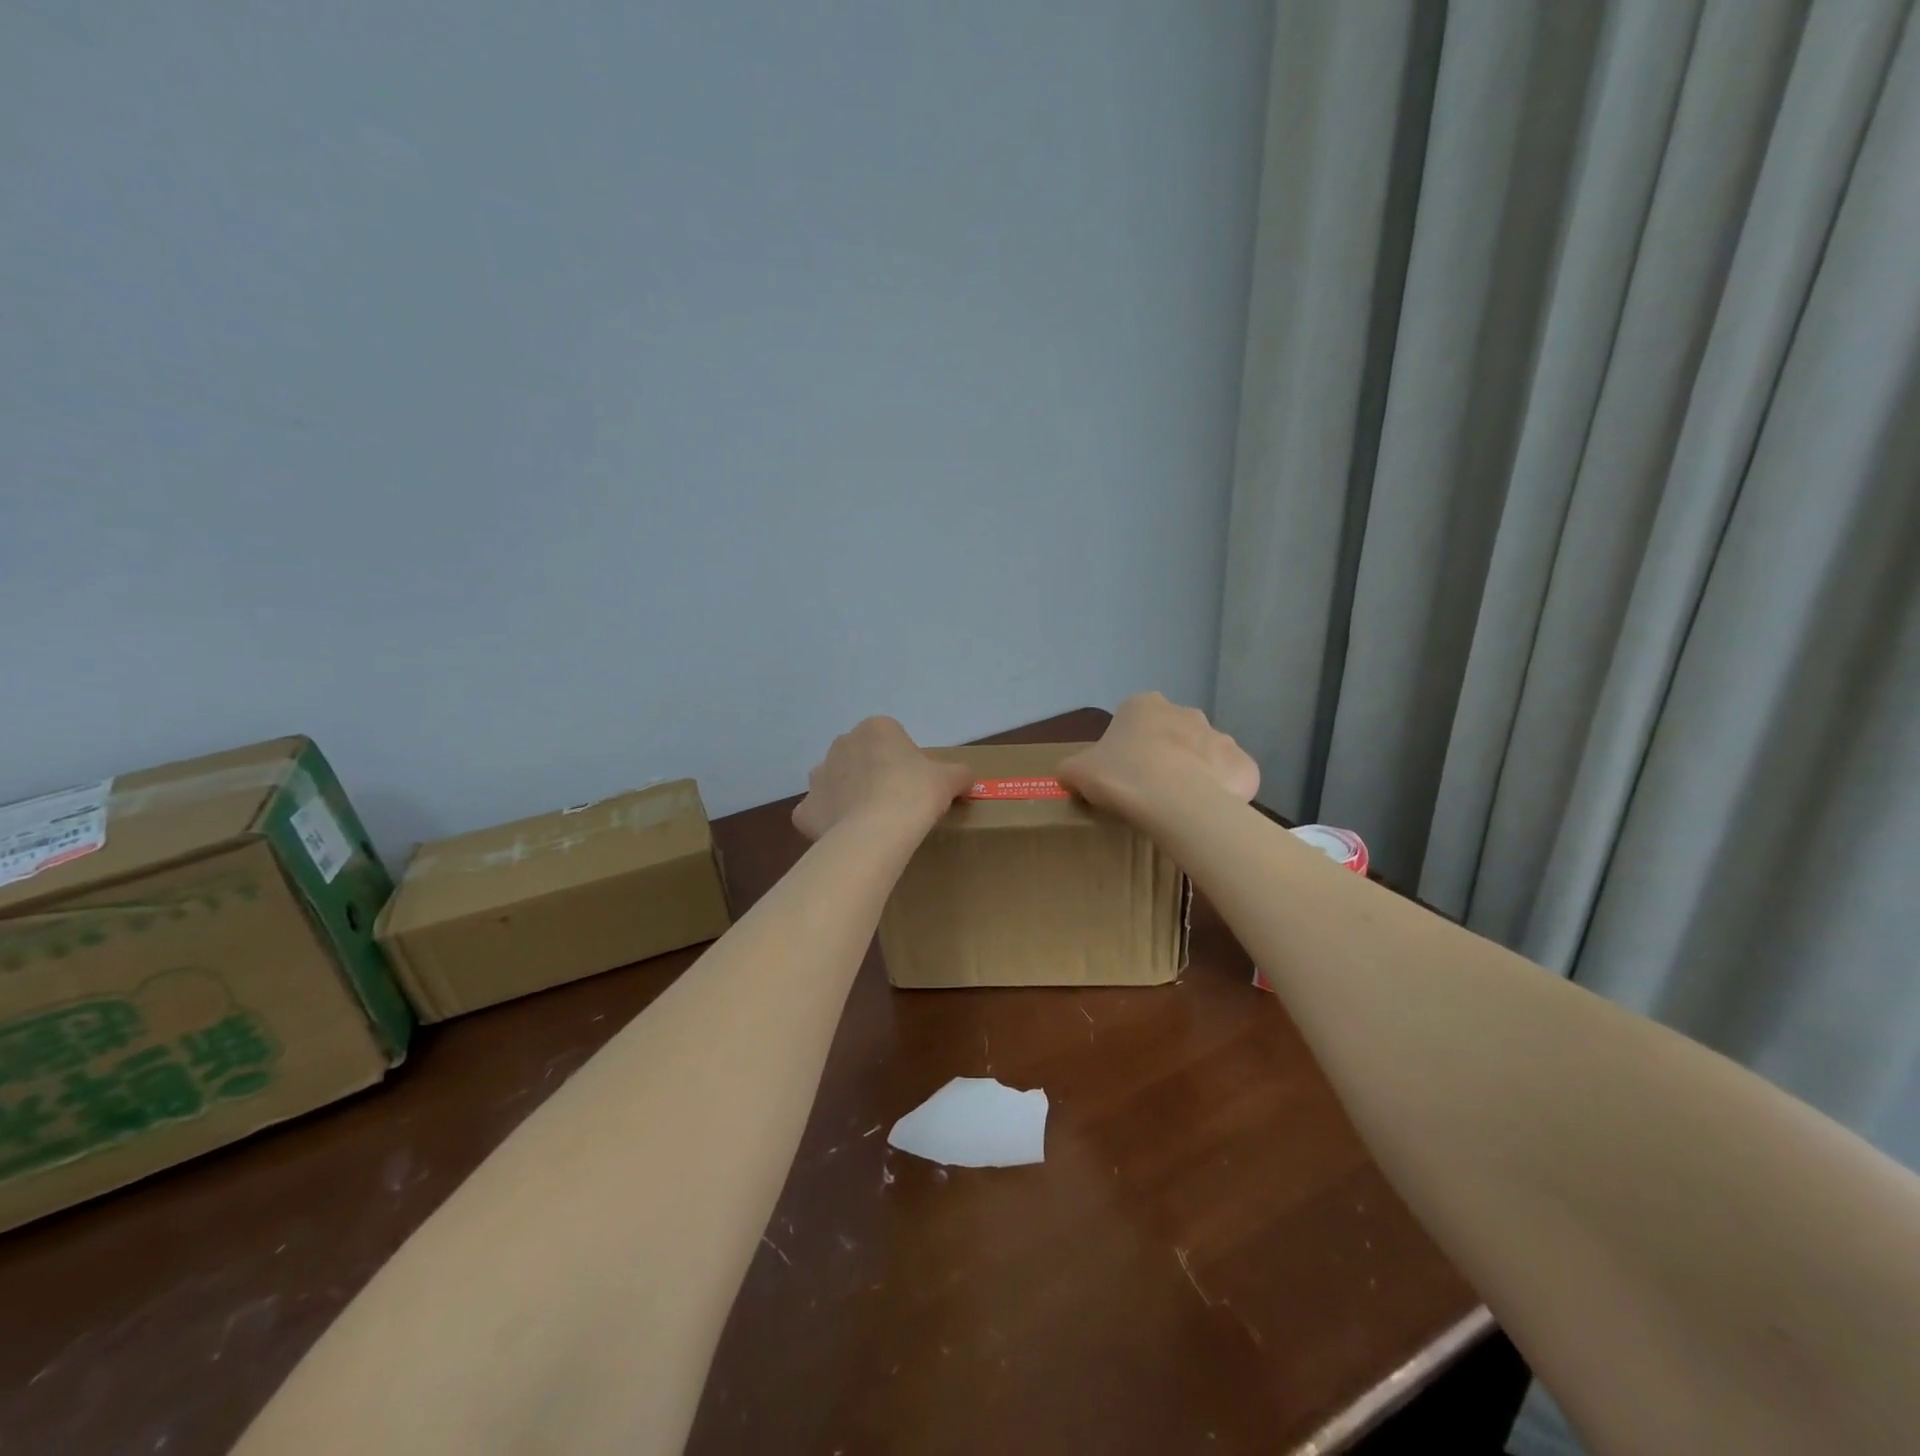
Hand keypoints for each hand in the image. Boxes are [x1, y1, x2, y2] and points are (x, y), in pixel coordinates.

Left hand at [792, 717, 972, 841]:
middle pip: (860, 758)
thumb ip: (959, 773)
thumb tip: (967, 777)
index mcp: (876, 728)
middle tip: (895, 802)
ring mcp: (818, 776)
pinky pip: (817, 813)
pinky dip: (827, 823)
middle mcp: (841, 744)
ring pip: (835, 783)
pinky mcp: (805, 809)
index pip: (891, 739)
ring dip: (848, 796)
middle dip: (872, 775)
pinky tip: (845, 837)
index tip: (915, 784)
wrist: (878, 830)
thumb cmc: (915, 793)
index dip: (904, 761)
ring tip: (870, 822)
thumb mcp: (949, 779)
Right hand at [1059, 693, 1258, 815]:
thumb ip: (1071, 768)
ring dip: (1193, 773)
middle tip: (1147, 789)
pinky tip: (1205, 813)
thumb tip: (1069, 774)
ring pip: (1202, 755)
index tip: (1120, 773)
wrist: (1176, 802)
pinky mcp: (1243, 765)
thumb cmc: (1122, 777)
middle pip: (1171, 734)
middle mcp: (1185, 712)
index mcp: (1143, 706)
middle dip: (1163, 756)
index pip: (1131, 721)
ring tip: (1176, 806)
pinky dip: (1220, 792)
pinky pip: (1229, 778)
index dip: (1125, 748)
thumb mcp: (1077, 772)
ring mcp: (1220, 736)